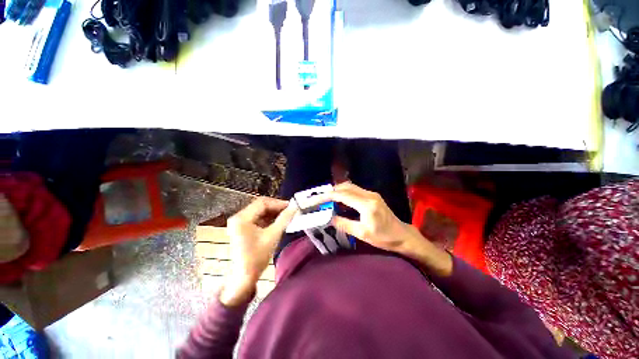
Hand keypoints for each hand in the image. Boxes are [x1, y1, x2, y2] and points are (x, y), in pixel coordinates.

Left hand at [220, 197, 296, 305]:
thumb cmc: (257, 257)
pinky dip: (268, 218)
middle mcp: (238, 217)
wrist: (243, 278)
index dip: (278, 203)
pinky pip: (257, 218)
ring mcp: (239, 222)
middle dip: (276, 207)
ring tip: (286, 215)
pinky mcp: (242, 228)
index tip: (291, 206)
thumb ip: (284, 219)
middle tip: (290, 210)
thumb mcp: (273, 236)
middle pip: (260, 206)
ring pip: (259, 211)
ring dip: (273, 213)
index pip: (262, 203)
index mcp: (242, 218)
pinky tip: (278, 221)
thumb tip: (295, 207)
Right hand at [307, 183, 412, 253]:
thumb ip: (344, 224)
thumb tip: (328, 218)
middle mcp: (369, 194)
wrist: (402, 236)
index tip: (315, 199)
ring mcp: (371, 193)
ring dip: (337, 191)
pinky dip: (344, 193)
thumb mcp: (362, 234)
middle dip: (330, 192)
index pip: (342, 195)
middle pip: (345, 187)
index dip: (326, 196)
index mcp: (366, 204)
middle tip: (319, 199)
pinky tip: (339, 200)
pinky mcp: (372, 195)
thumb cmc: (384, 238)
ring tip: (326, 199)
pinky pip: (354, 190)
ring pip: (349, 187)